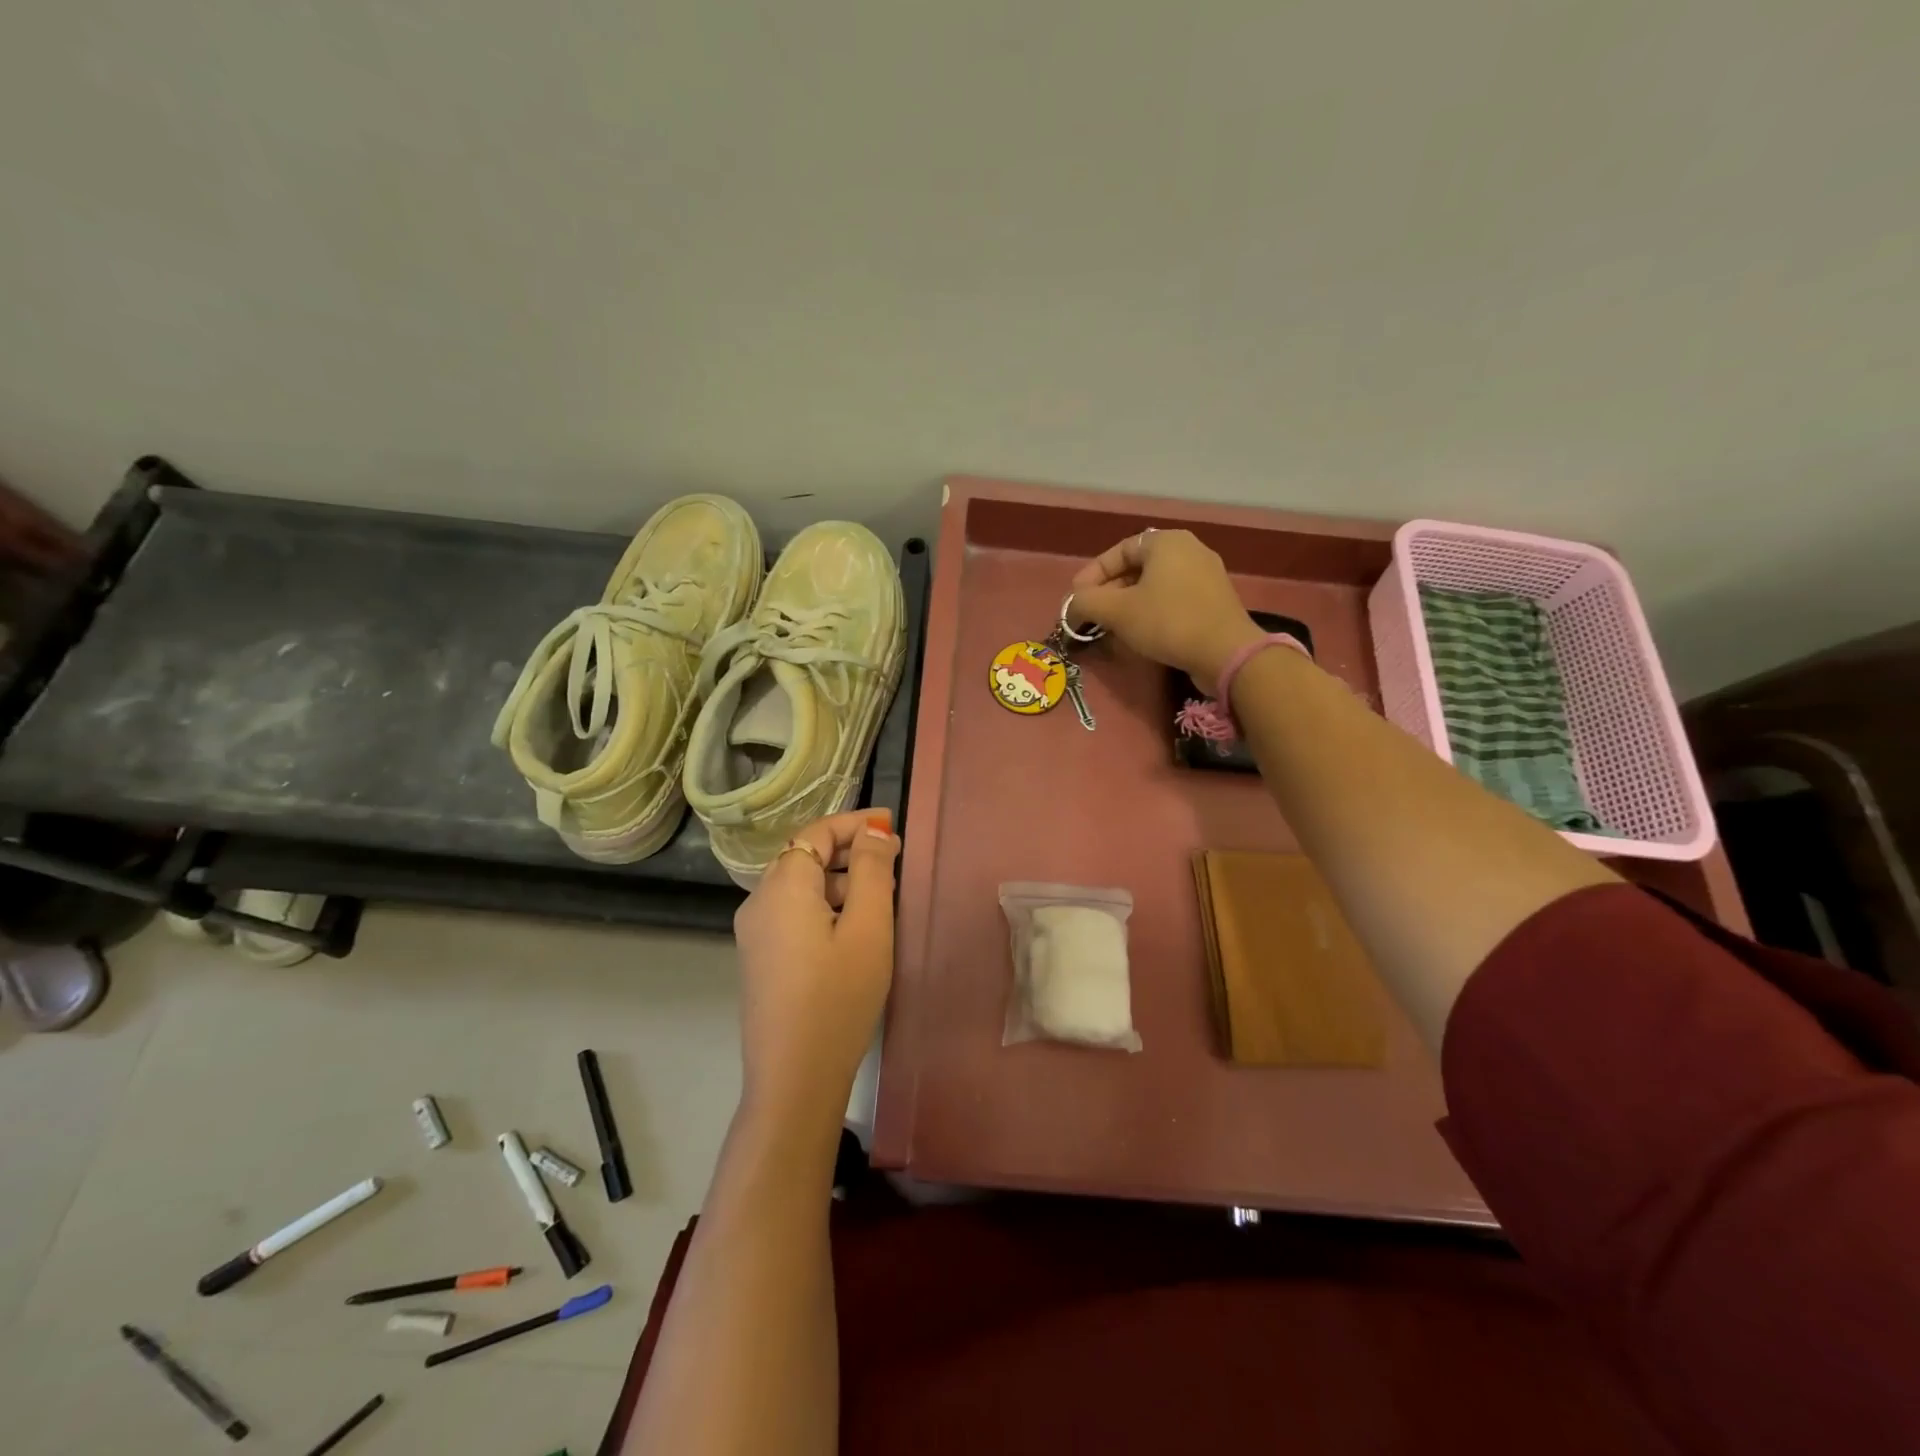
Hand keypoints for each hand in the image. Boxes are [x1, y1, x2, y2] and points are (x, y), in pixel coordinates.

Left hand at [732, 807, 899, 1125]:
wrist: (794, 1078)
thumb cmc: (838, 997)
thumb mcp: (868, 927)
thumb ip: (872, 870)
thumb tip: (875, 831)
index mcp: (783, 886)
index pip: (817, 832)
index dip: (856, 823)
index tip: (893, 824)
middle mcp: (759, 901)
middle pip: (805, 856)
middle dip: (849, 850)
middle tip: (893, 861)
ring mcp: (755, 932)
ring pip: (800, 886)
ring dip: (839, 880)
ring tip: (880, 897)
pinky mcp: (760, 958)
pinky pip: (793, 912)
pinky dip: (824, 905)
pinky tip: (852, 929)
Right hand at [1070, 529, 1262, 691]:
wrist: (1225, 653)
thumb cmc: (1168, 622)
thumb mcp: (1117, 611)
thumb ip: (1086, 603)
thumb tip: (1072, 606)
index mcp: (1166, 542)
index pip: (1118, 551)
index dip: (1092, 574)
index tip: (1076, 599)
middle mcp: (1189, 550)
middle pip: (1137, 568)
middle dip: (1109, 591)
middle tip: (1091, 614)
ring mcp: (1206, 575)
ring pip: (1154, 585)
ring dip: (1128, 604)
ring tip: (1111, 626)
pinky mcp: (1214, 601)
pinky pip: (1173, 599)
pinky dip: (1151, 611)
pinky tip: (1140, 633)